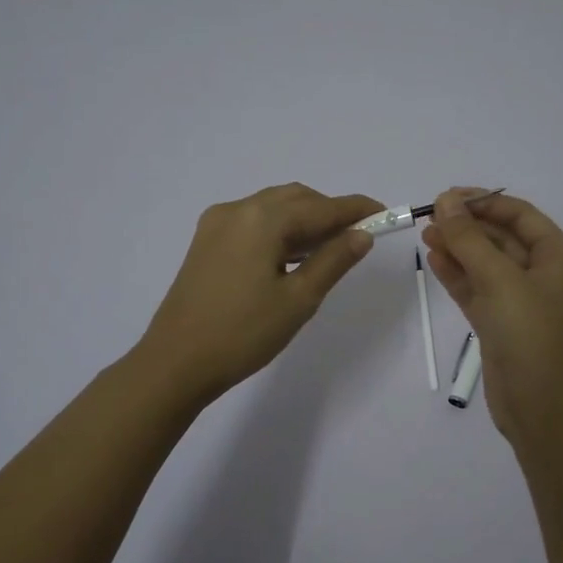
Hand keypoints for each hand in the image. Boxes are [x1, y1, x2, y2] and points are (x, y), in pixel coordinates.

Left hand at [136, 184, 382, 402]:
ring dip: (305, 221)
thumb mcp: (299, 299)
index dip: (357, 209)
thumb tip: (362, 234)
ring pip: (273, 208)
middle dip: (330, 213)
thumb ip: (333, 260)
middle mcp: (238, 210)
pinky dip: (280, 230)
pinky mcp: (206, 242)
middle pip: (296, 199)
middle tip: (358, 238)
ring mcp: (217, 224)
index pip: (322, 206)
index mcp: (262, 219)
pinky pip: (253, 222)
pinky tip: (292, 256)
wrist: (175, 363)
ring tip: (330, 249)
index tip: (387, 213)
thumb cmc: (243, 333)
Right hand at [422, 187, 562, 437]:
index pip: (520, 215)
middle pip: (501, 238)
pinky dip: (457, 275)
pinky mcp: (500, 324)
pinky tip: (434, 260)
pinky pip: (477, 290)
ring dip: (458, 248)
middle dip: (467, 226)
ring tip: (425, 235)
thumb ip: (469, 239)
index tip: (447, 196)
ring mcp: (520, 301)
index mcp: (557, 258)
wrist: (540, 407)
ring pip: (485, 265)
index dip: (484, 202)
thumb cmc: (529, 334)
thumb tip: (445, 200)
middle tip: (429, 216)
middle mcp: (542, 275)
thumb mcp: (499, 280)